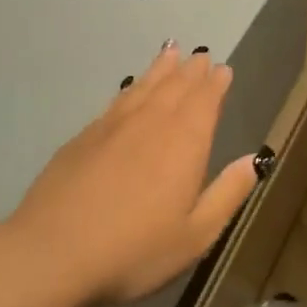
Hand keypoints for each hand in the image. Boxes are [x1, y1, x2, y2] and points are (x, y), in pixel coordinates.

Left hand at [12, 44, 265, 304]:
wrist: (52, 254)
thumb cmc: (134, 250)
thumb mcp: (196, 234)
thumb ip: (228, 193)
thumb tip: (255, 159)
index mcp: (185, 143)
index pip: (205, 101)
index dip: (216, 84)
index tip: (223, 69)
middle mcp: (151, 124)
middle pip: (175, 87)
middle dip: (191, 71)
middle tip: (200, 55)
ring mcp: (113, 127)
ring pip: (144, 87)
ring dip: (160, 69)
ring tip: (170, 52)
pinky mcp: (83, 138)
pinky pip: (116, 102)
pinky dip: (130, 88)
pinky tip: (130, 88)